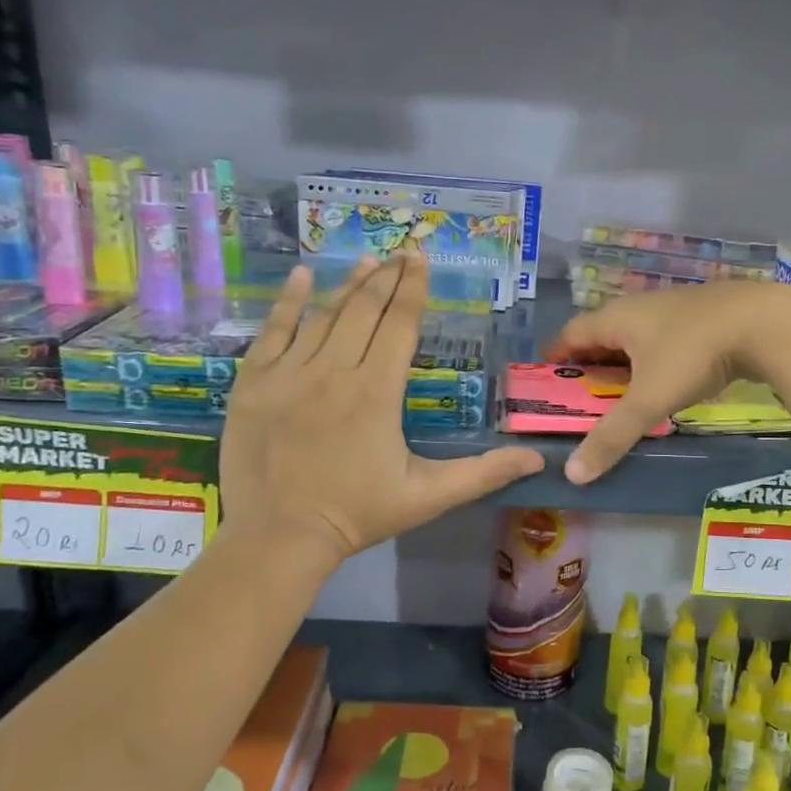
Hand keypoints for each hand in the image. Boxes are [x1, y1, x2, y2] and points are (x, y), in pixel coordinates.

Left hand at [220, 250, 544, 567]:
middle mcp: (334, 370)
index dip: (413, 289)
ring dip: (349, 284)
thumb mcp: (428, 496)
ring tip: (368, 261)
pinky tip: (302, 277)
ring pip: (323, 316)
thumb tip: (536, 458)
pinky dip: (288, 302)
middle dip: (386, 278)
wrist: (279, 537)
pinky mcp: (254, 383)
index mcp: (377, 391)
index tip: (420, 259)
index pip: (400, 325)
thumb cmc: (358, 514)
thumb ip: (483, 473)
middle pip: (364, 310)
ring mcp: (289, 373)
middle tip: (401, 252)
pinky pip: (273, 331)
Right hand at [545, 281, 790, 483]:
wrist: (764, 323)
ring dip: (623, 365)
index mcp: (617, 319)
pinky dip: (653, 362)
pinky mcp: (701, 317)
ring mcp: (673, 309)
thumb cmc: (693, 354)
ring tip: (620, 397)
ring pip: (635, 338)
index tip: (545, 385)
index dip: (554, 358)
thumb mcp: (649, 399)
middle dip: (588, 366)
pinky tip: (665, 383)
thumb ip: (612, 436)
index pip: (570, 335)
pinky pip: (663, 340)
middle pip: (601, 336)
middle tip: (582, 401)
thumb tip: (572, 474)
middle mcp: (639, 308)